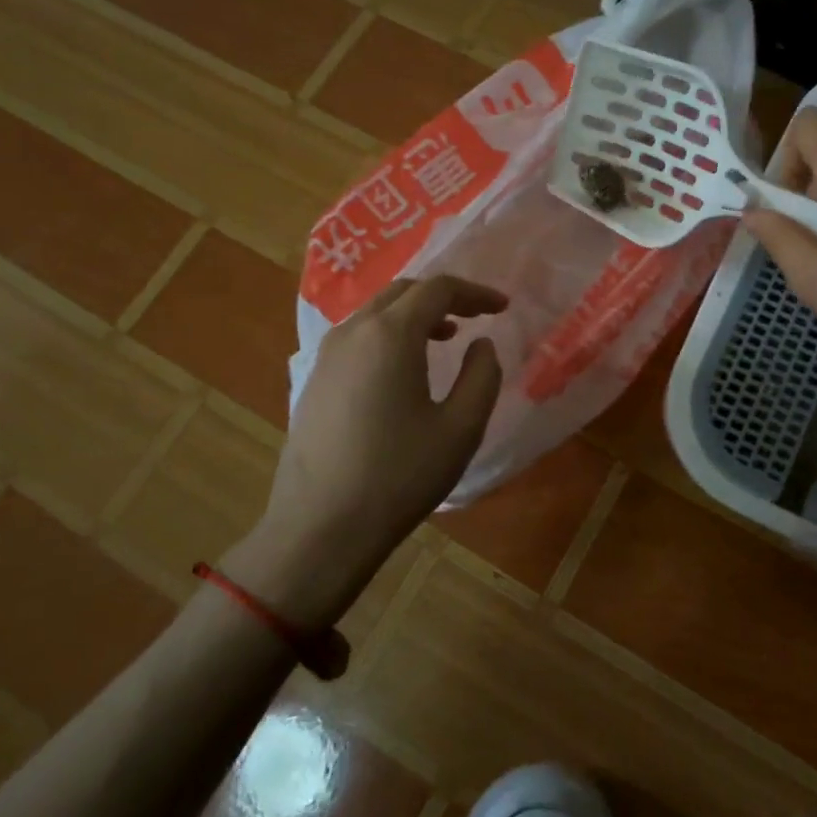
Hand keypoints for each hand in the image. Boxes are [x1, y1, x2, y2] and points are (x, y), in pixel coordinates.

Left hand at [238, 275, 506, 630]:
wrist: (321, 527)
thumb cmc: (400, 475)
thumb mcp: (461, 428)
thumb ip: (482, 376)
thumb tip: (481, 344)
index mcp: (391, 335)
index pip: (437, 289)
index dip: (475, 292)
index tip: (502, 308)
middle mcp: (353, 332)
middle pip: (403, 292)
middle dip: (444, 297)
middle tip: (476, 316)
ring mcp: (326, 356)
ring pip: (376, 313)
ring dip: (414, 315)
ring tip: (445, 337)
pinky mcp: (314, 380)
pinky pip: (358, 337)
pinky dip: (389, 335)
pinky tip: (403, 369)